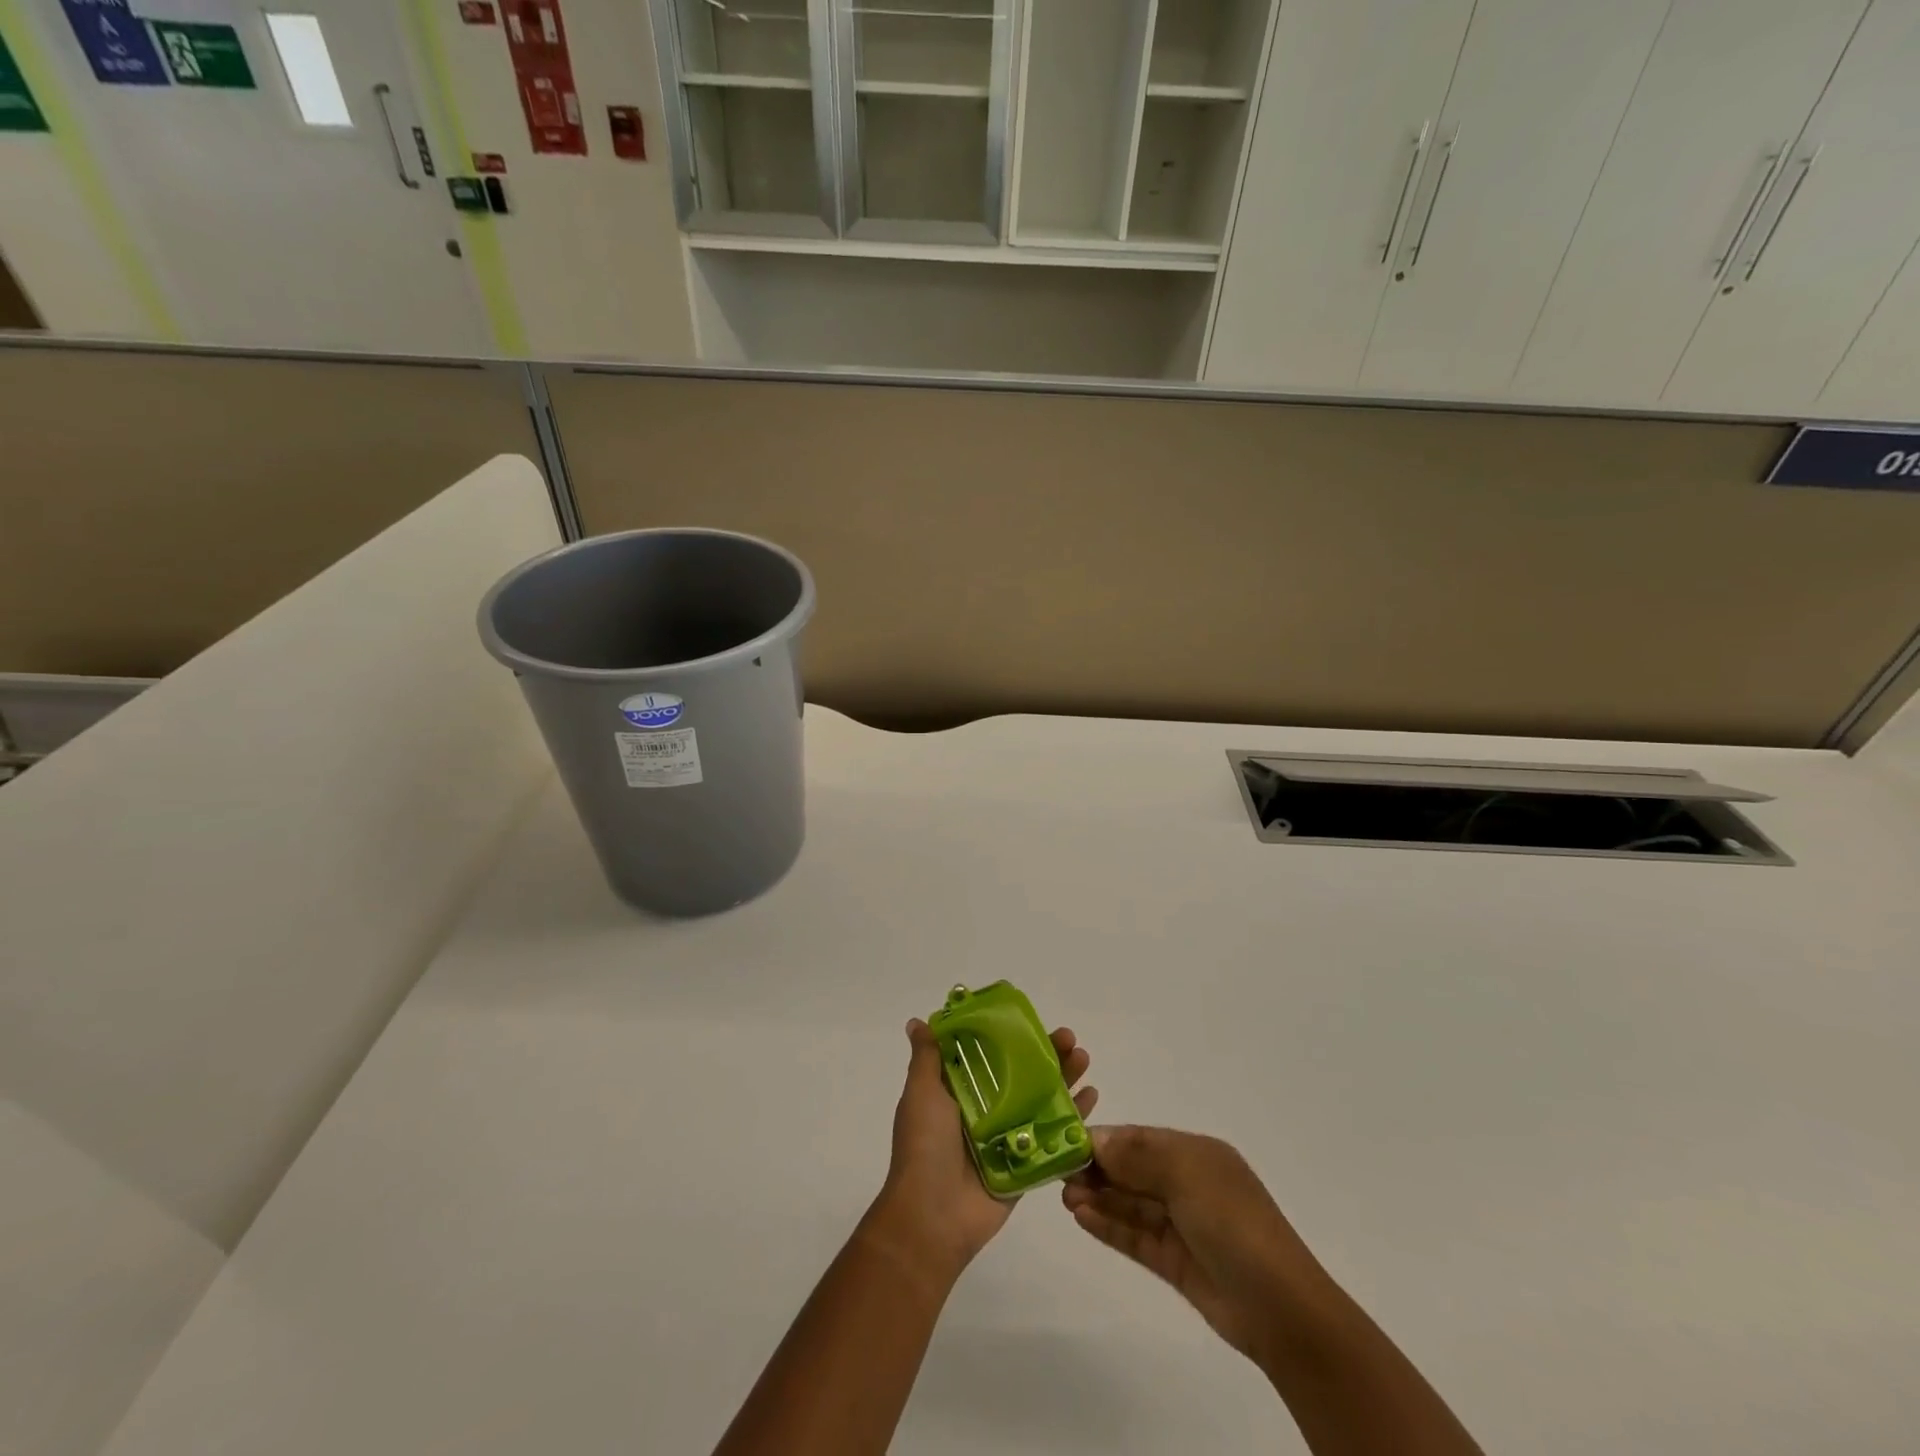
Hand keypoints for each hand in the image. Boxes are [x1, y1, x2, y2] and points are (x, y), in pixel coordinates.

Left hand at [871, 1019, 1095, 1280]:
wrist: (933, 1215)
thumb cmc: (925, 1145)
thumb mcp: (921, 1093)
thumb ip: (926, 1058)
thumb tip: (916, 1021)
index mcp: (959, 1092)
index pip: (990, 1055)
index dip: (1011, 1035)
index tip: (1032, 1018)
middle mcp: (985, 1111)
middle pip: (1023, 1075)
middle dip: (1047, 1055)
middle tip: (1069, 1037)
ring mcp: (1008, 1138)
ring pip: (1042, 1102)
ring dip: (1065, 1079)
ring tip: (1084, 1058)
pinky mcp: (1026, 1165)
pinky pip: (1054, 1137)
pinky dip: (1075, 1118)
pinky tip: (1092, 1097)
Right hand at [1062, 1127, 1337, 1369]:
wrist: (1280, 1308)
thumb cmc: (1232, 1221)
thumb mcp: (1185, 1173)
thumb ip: (1136, 1155)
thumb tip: (1095, 1139)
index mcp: (1196, 1154)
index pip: (1140, 1139)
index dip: (1105, 1139)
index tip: (1067, 1142)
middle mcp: (1188, 1184)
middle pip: (1132, 1170)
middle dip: (1097, 1169)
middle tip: (1059, 1173)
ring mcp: (1182, 1225)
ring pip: (1130, 1204)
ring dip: (1098, 1198)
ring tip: (1064, 1197)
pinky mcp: (1175, 1262)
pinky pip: (1135, 1236)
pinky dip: (1109, 1225)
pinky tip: (1081, 1218)